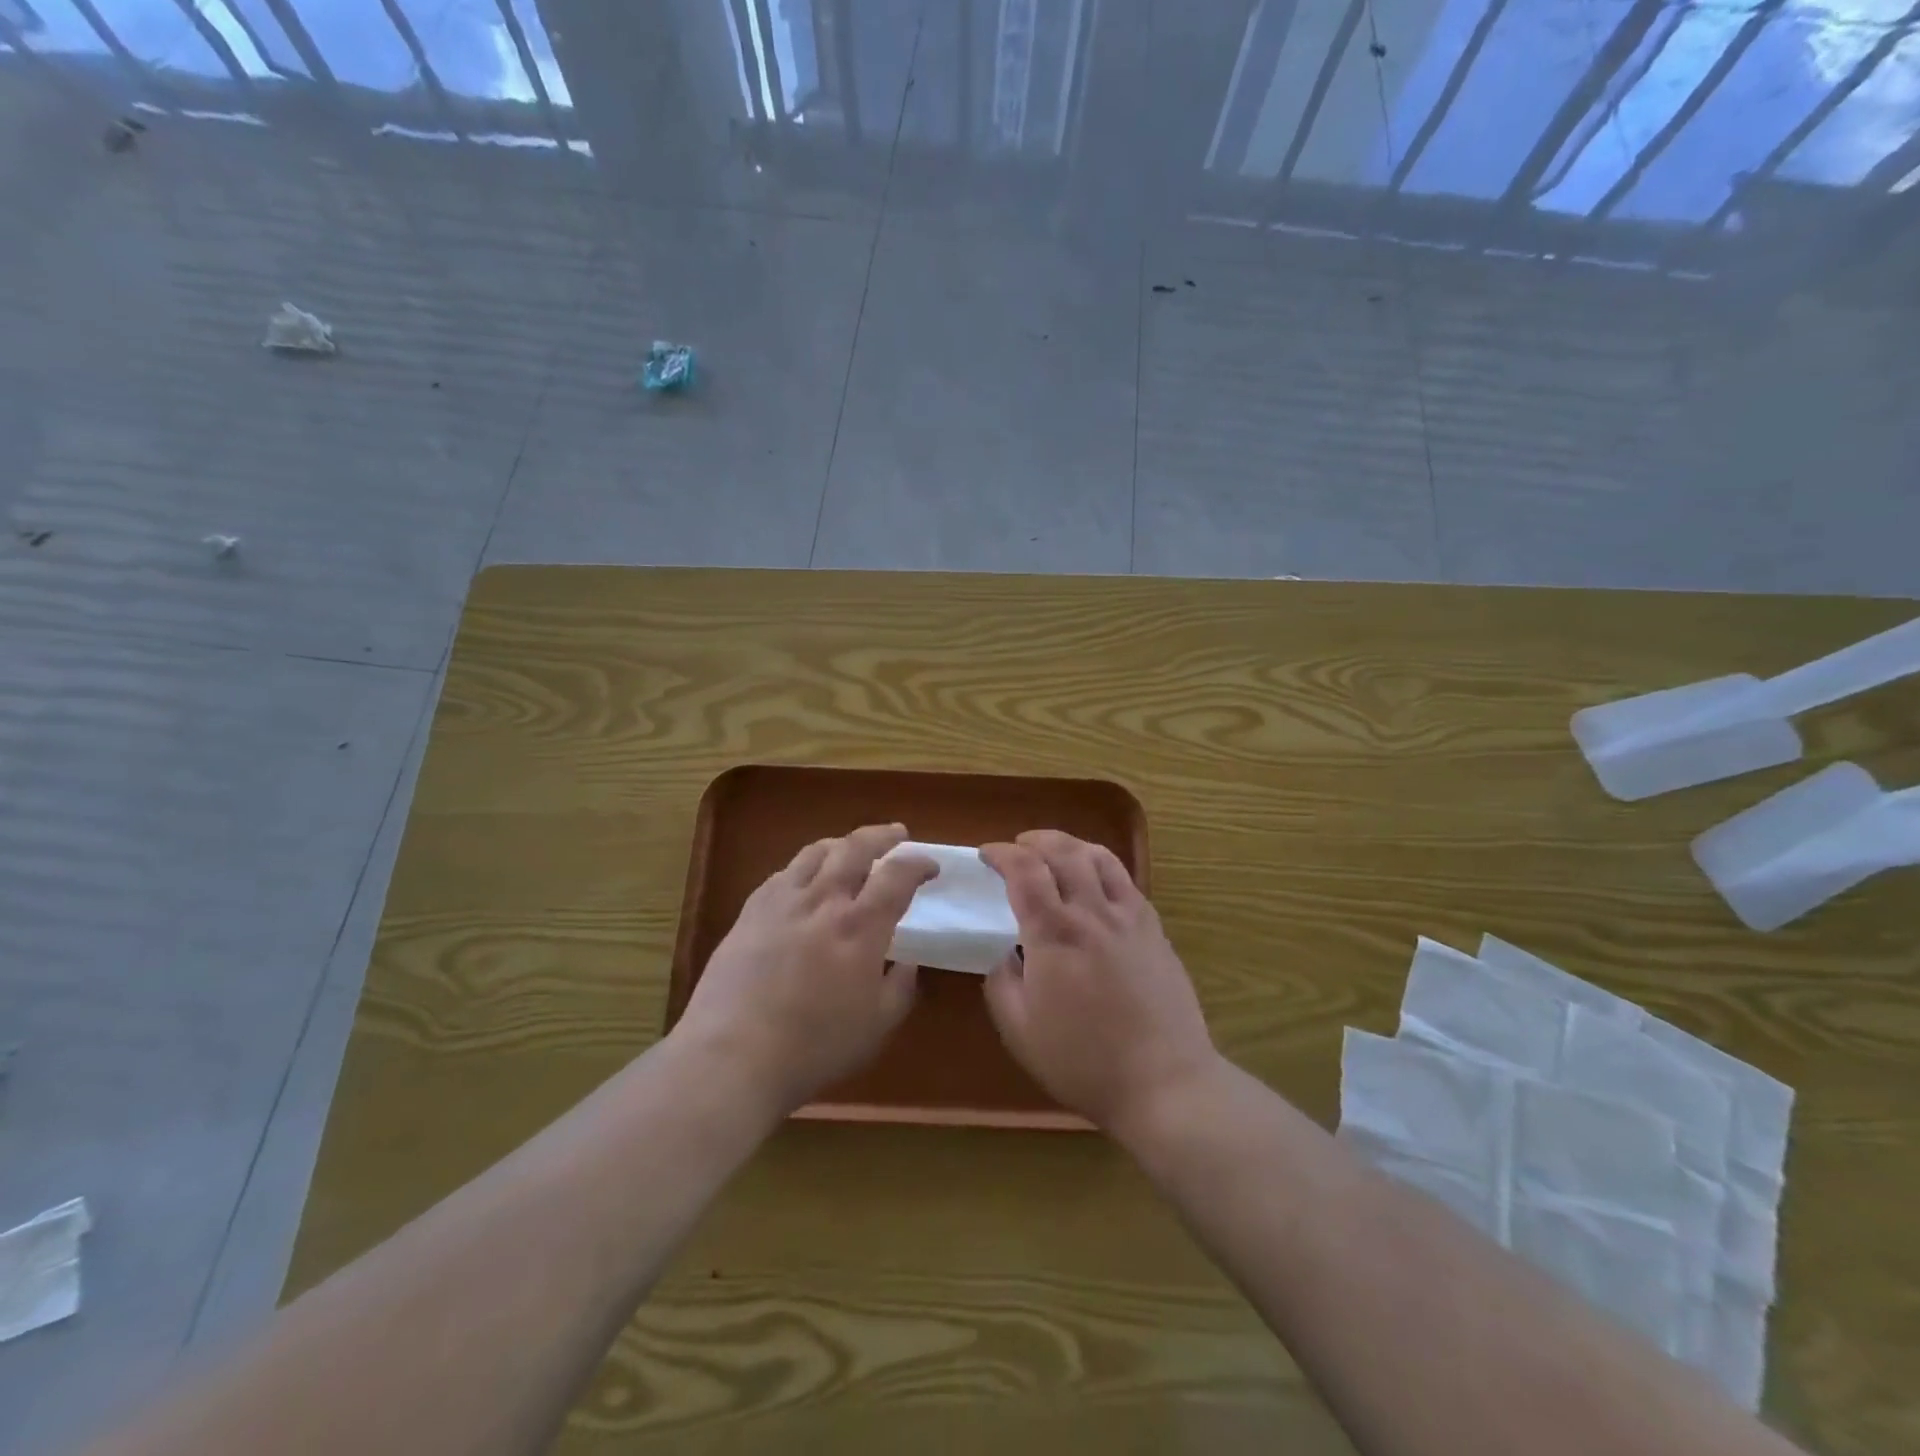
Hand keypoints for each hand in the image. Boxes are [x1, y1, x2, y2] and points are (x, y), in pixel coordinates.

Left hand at [675, 823, 935, 1115]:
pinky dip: (803, 867)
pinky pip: (782, 874)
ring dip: (841, 844)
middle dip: (882, 835)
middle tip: (896, 834)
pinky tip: (803, 880)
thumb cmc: (814, 1046)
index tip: (929, 867)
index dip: (918, 864)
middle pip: (856, 847)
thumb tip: (908, 963)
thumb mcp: (876, 1026)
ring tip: (850, 848)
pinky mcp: (750, 912)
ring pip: (815, 852)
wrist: (732, 1055)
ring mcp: (782, 902)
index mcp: (861, 926)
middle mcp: (823, 900)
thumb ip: (900, 988)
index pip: (898, 875)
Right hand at [980, 831, 1218, 1137]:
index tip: (987, 854)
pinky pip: (1126, 881)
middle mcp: (1092, 912)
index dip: (1002, 854)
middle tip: (1018, 846)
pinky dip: (1102, 866)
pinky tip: (1096, 882)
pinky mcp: (1155, 930)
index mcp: (1054, 933)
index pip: (1024, 871)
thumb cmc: (1083, 1061)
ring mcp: (1129, 918)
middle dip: (1035, 840)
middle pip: (1063, 852)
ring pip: (1100, 857)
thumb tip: (1007, 953)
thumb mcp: (1019, 1030)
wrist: (1164, 1082)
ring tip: (1056, 851)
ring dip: (1071, 844)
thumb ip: (1002, 981)